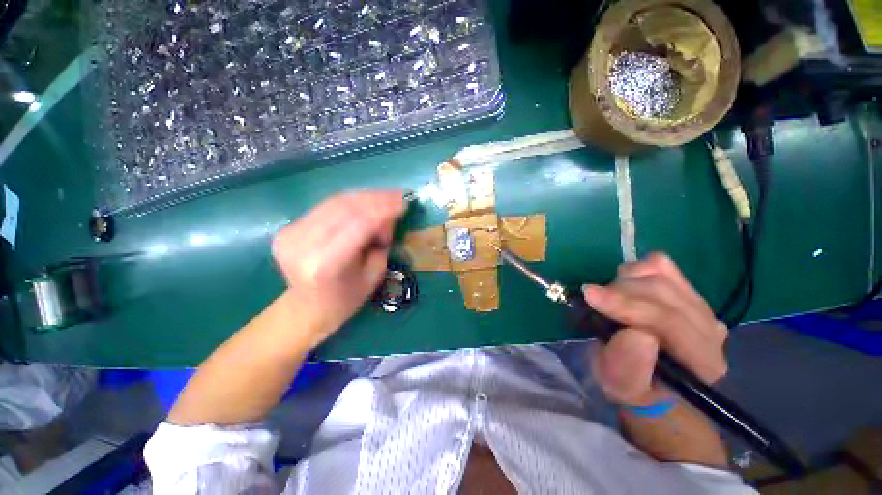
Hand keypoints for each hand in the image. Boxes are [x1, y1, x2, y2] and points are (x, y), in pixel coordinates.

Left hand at [272, 191, 404, 346]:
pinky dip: (350, 202)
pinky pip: (326, 206)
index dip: (384, 209)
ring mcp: (290, 234)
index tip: (404, 203)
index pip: (359, 224)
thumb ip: (381, 242)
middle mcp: (303, 245)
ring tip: (386, 196)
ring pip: (335, 202)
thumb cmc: (346, 299)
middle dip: (376, 199)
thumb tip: (387, 216)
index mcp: (325, 264)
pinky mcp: (288, 228)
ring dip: (365, 197)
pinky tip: (367, 202)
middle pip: (345, 208)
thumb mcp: (373, 274)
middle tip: (398, 195)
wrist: (307, 308)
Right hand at [583, 253, 727, 406]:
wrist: (654, 381)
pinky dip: (637, 269)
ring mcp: (701, 306)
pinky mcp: (687, 290)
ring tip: (609, 297)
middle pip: (663, 292)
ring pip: (662, 274)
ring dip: (625, 281)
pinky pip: (662, 265)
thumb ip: (627, 366)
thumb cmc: (633, 386)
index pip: (669, 321)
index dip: (626, 305)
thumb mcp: (621, 385)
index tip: (589, 295)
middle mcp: (710, 329)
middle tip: (593, 300)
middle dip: (619, 291)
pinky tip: (626, 285)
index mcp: (700, 361)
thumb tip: (635, 333)